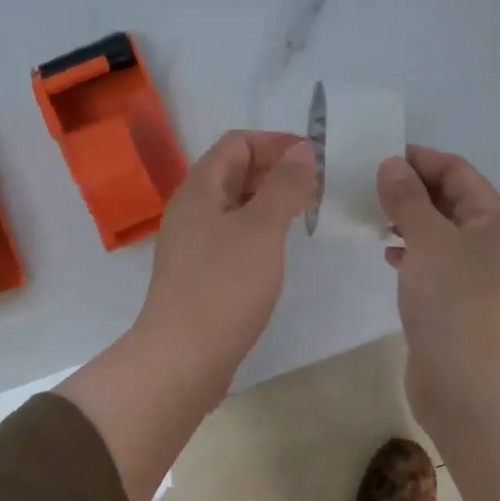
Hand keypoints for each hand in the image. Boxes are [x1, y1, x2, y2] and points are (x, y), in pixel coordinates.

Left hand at [133, 130, 319, 399]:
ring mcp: (192, 245)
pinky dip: (258, 232)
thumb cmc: (224, 286)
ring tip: (304, 215)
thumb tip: (301, 150)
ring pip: (234, 207)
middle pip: (233, 173)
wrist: (182, 357)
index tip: (314, 159)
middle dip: (275, 171)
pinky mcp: (199, 275)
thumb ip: (284, 186)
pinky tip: (278, 250)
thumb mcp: (262, 229)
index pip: (236, 143)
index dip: (275, 143)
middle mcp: (190, 210)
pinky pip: (231, 237)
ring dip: (269, 202)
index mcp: (199, 190)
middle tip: (316, 187)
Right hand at [376, 145, 499, 419]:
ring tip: (368, 214)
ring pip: (436, 231)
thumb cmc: (452, 301)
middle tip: (365, 184)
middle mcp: (488, 240)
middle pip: (448, 199)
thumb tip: (392, 165)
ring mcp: (471, 272)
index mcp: (493, 219)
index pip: (456, 170)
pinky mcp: (453, 299)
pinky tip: (385, 254)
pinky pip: (429, 261)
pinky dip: (407, 251)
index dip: (419, 159)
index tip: (377, 157)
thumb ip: (407, 199)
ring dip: (405, 219)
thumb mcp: (427, 239)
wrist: (465, 380)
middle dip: (409, 188)